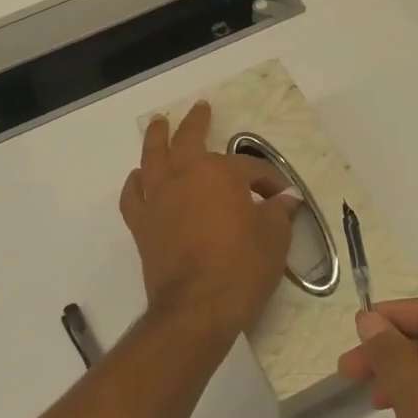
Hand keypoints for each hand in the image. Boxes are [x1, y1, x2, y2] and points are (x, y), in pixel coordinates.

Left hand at [120, 101, 300, 348]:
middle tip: (200, 108)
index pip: (249, 168)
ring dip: (157, 138)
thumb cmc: (241, 268)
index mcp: (219, 174)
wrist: (196, 308)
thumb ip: (278, 212)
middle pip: (188, 140)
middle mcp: (184, 176)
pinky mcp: (142, 225)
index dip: (269, 180)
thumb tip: (284, 200)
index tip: (281, 197)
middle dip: (197, 122)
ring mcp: (158, 199)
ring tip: (159, 124)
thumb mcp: (274, 238)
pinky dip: (135, 184)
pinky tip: (139, 178)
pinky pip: (133, 196)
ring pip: (153, 158)